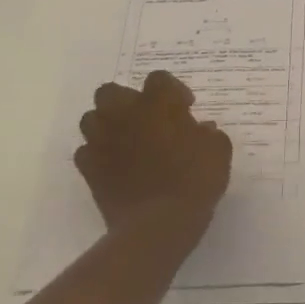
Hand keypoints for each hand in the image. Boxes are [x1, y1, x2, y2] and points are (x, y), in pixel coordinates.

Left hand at [75, 71, 231, 234]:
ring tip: (127, 140)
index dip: (172, 90)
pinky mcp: (89, 170)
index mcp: (157, 104)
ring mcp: (103, 142)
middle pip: (111, 91)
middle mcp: (125, 115)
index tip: (185, 108)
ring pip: (92, 118)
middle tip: (148, 119)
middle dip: (127, 100)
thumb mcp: (218, 151)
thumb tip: (201, 129)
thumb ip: (208, 134)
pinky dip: (98, 155)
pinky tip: (114, 166)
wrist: (159, 224)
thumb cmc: (194, 180)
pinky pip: (86, 152)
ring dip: (107, 124)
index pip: (158, 78)